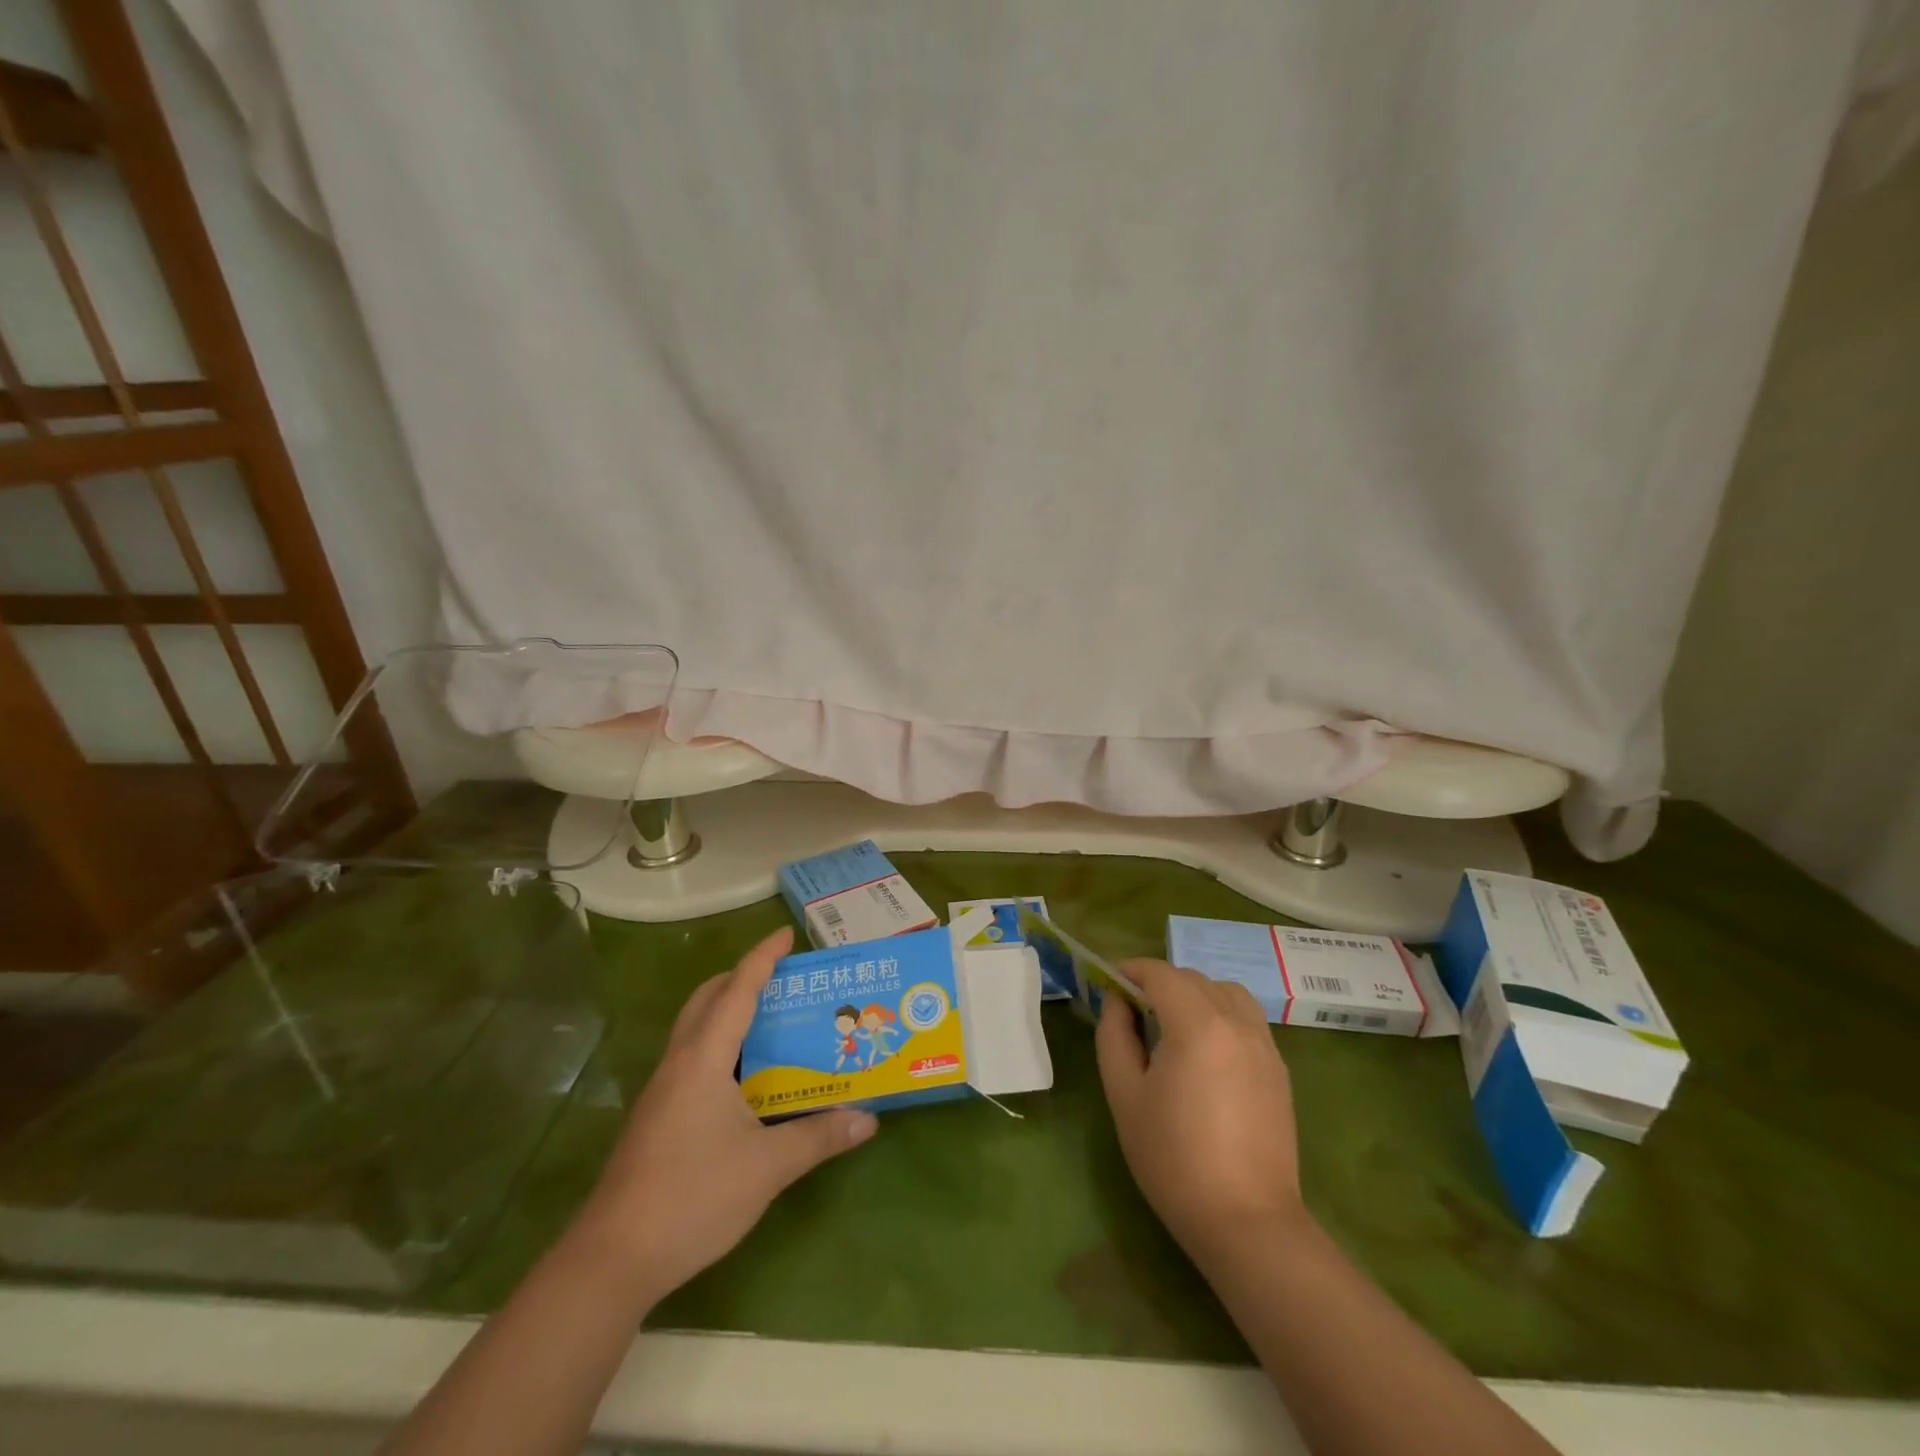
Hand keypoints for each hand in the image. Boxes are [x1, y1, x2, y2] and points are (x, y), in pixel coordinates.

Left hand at [575, 927, 876, 1304]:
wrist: (612, 1260)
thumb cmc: (693, 1197)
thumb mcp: (767, 1167)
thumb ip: (819, 1137)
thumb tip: (868, 1119)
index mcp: (704, 1059)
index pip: (737, 990)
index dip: (763, 958)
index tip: (786, 934)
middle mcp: (679, 1063)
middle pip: (707, 999)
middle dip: (741, 977)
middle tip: (781, 978)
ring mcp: (661, 1091)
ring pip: (695, 1029)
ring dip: (727, 1011)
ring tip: (770, 1020)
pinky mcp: (655, 1118)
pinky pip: (692, 1059)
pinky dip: (719, 1045)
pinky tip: (744, 1078)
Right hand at [1095, 958, 1308, 1264]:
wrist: (1246, 1221)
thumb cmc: (1173, 1158)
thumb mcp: (1125, 1094)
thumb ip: (1115, 1035)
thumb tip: (1118, 1002)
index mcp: (1197, 1024)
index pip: (1161, 973)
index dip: (1131, 970)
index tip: (1109, 983)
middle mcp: (1236, 1022)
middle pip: (1193, 978)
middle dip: (1159, 982)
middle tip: (1132, 1009)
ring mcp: (1264, 1044)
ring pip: (1226, 992)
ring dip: (1195, 993)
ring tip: (1173, 1024)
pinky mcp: (1278, 1068)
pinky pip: (1247, 1018)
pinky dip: (1221, 1014)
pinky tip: (1205, 1050)